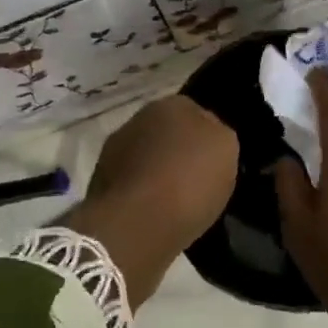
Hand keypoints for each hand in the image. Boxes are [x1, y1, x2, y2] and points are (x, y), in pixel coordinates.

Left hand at [60, 95, 236, 307]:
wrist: (135, 224)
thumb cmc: (189, 181)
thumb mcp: (227, 150)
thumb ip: (219, 134)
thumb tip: (208, 135)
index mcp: (173, 104)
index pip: (198, 113)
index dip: (208, 137)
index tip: (216, 161)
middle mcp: (139, 119)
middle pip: (168, 134)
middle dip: (179, 152)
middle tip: (197, 180)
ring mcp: (114, 150)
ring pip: (147, 158)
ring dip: (158, 172)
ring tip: (176, 202)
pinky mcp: (100, 184)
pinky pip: (132, 185)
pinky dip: (142, 195)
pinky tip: (155, 214)